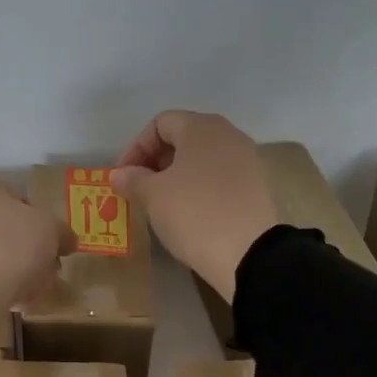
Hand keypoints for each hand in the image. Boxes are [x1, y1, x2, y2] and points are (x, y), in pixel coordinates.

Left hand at [0, 173, 75, 334]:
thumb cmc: (8, 245)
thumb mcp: (49, 231)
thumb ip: (61, 232)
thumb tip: (67, 240)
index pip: (19, 199)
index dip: (43, 225)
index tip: (55, 249)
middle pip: (3, 229)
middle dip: (28, 252)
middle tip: (47, 274)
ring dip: (13, 272)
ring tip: (32, 294)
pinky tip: (12, 303)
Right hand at [110, 111, 277, 301]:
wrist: (248, 253)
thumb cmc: (194, 213)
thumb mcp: (153, 196)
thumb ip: (133, 179)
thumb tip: (119, 174)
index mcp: (202, 127)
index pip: (160, 123)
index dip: (136, 147)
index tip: (123, 177)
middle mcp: (229, 135)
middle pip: (184, 138)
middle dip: (156, 162)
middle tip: (140, 189)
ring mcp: (248, 161)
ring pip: (203, 160)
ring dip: (177, 177)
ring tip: (162, 204)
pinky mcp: (257, 187)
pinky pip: (220, 179)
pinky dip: (200, 189)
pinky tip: (190, 214)